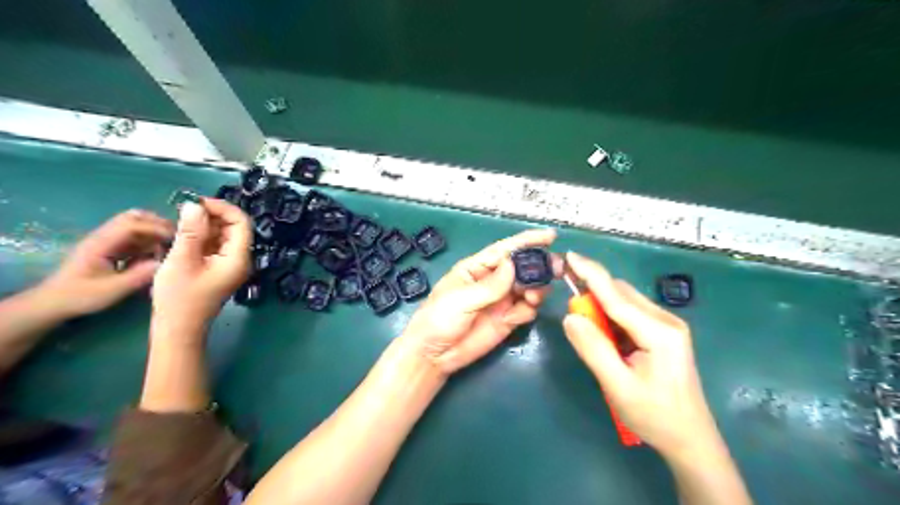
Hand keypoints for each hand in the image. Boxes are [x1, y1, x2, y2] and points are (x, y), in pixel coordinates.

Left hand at [37, 209, 174, 314]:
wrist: (54, 302)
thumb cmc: (80, 296)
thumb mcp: (111, 290)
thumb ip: (138, 276)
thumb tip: (165, 263)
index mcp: (101, 243)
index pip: (132, 225)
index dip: (157, 228)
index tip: (178, 238)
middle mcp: (104, 236)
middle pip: (134, 217)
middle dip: (158, 224)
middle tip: (179, 237)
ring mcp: (108, 241)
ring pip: (136, 224)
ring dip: (156, 231)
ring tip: (173, 245)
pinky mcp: (112, 248)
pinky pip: (136, 237)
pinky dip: (151, 240)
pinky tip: (160, 253)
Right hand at [151, 197, 247, 343]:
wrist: (177, 330)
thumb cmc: (180, 298)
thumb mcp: (181, 260)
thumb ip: (190, 231)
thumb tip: (195, 205)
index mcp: (239, 257)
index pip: (241, 223)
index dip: (223, 208)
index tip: (197, 202)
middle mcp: (240, 259)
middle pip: (234, 228)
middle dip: (212, 215)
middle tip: (184, 210)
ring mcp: (230, 264)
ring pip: (223, 235)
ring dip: (205, 225)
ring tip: (180, 220)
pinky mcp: (218, 269)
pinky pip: (215, 246)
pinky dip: (201, 237)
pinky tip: (182, 234)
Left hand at [400, 230, 560, 374]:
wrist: (434, 355)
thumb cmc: (438, 319)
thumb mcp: (461, 299)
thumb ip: (489, 285)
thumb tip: (513, 265)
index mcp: (477, 268)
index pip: (505, 250)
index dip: (527, 241)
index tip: (550, 236)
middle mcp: (493, 281)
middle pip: (522, 268)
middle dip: (539, 266)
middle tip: (555, 270)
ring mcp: (501, 301)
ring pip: (529, 288)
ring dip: (537, 289)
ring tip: (534, 296)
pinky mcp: (507, 319)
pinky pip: (527, 309)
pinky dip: (530, 309)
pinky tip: (521, 314)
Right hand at [560, 251, 717, 457]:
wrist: (691, 440)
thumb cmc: (655, 416)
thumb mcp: (618, 386)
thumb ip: (593, 348)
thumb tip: (571, 317)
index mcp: (658, 331)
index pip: (615, 295)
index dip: (590, 273)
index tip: (569, 255)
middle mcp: (665, 319)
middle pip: (620, 293)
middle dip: (592, 292)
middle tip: (570, 310)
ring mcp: (667, 325)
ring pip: (624, 301)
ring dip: (600, 305)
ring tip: (585, 327)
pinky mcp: (663, 332)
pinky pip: (630, 313)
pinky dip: (610, 316)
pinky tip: (604, 334)